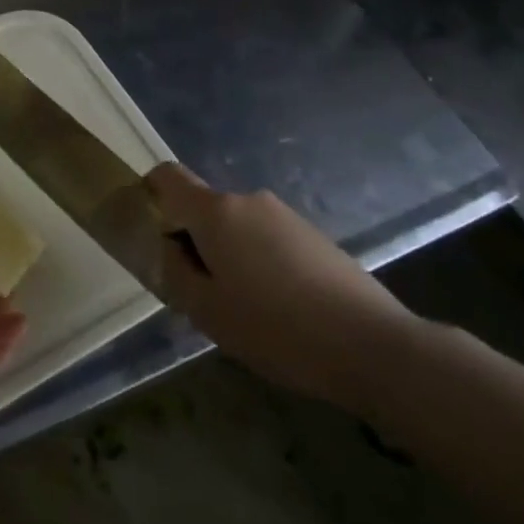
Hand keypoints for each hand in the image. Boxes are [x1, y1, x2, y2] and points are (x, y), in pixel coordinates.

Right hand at [149, 163, 420, 417]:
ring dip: (229, 255)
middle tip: (201, 292)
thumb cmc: (277, 328)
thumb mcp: (207, 311)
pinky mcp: (314, 236)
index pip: (168, 176)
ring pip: (237, 227)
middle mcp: (249, 200)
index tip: (151, 232)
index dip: (150, 194)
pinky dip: (260, 263)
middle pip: (204, 208)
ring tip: (245, 309)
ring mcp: (286, 216)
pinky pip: (268, 240)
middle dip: (194, 241)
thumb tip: (169, 248)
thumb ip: (175, 272)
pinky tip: (280, 310)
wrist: (374, 346)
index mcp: (216, 211)